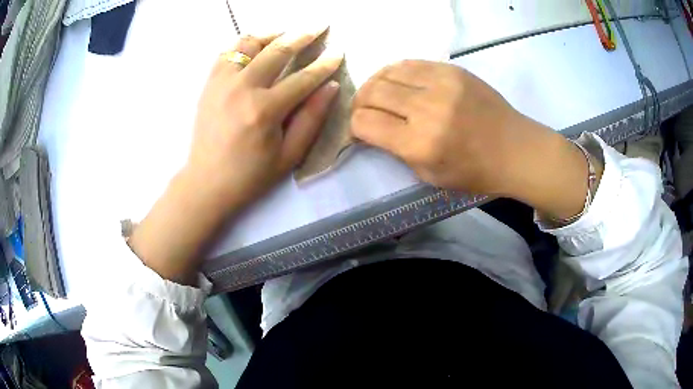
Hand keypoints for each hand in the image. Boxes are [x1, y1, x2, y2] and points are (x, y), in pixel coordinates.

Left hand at [129, 32, 342, 284]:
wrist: (206, 182)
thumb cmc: (250, 175)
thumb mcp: (289, 155)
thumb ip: (312, 118)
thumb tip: (331, 86)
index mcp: (264, 110)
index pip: (303, 78)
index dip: (324, 64)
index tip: (338, 51)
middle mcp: (242, 88)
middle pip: (277, 50)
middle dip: (303, 35)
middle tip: (319, 26)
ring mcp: (221, 82)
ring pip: (250, 43)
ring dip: (272, 34)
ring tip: (287, 34)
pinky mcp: (209, 83)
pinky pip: (228, 52)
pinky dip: (245, 44)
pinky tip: (257, 46)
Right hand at [351, 60, 525, 194]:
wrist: (515, 149)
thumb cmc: (474, 171)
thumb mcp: (429, 175)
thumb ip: (397, 150)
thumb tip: (373, 128)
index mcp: (420, 144)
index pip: (365, 123)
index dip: (355, 126)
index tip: (362, 130)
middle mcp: (427, 109)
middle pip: (372, 92)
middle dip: (360, 102)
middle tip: (366, 110)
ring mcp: (441, 84)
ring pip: (388, 71)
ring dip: (376, 83)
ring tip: (380, 93)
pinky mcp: (452, 70)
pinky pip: (410, 63)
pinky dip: (397, 72)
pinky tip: (400, 82)